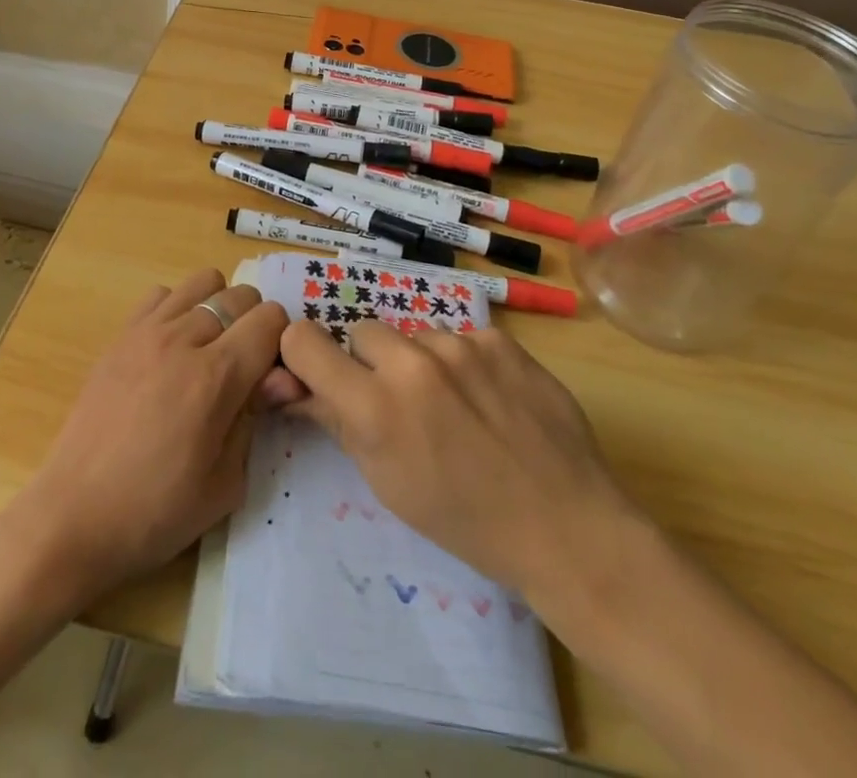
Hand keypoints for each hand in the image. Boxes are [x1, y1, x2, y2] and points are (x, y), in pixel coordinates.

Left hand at [13, 269, 293, 602]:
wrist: (74, 517)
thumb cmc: (156, 512)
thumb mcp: (226, 484)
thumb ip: (256, 417)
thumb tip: (282, 377)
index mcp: (216, 377)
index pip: (271, 319)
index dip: (280, 345)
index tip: (269, 377)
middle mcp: (184, 339)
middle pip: (241, 294)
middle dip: (253, 325)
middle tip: (241, 369)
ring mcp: (146, 331)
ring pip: (203, 281)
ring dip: (217, 308)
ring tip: (207, 351)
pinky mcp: (120, 335)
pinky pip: (161, 294)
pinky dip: (176, 310)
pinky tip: (170, 350)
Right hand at [279, 319, 638, 598]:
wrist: (564, 525)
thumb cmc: (464, 519)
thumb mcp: (386, 481)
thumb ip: (336, 422)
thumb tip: (291, 386)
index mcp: (376, 407)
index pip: (305, 341)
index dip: (304, 355)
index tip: (320, 373)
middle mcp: (413, 362)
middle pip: (362, 331)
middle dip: (370, 362)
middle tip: (398, 402)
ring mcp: (462, 345)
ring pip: (415, 334)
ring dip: (420, 361)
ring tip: (453, 405)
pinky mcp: (500, 340)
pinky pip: (462, 338)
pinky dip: (464, 362)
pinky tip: (489, 399)